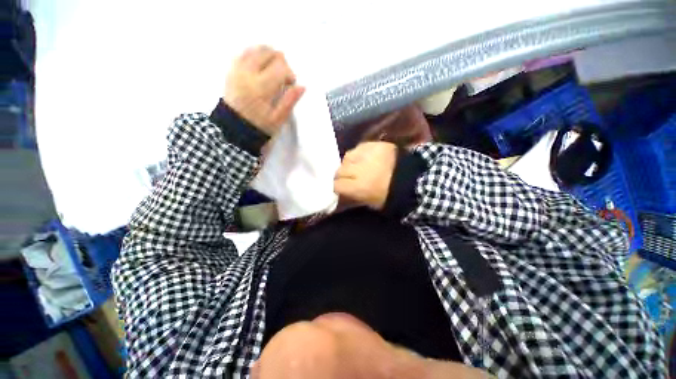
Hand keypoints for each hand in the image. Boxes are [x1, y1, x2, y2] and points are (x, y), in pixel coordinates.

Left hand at [223, 46, 304, 135]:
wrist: (233, 128)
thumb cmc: (259, 126)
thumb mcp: (278, 119)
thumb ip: (289, 101)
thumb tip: (302, 87)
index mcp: (260, 87)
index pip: (280, 67)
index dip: (290, 75)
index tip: (290, 85)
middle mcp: (247, 73)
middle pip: (269, 53)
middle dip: (280, 62)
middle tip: (282, 77)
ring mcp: (237, 69)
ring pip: (256, 49)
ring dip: (269, 56)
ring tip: (272, 71)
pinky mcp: (231, 69)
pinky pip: (245, 52)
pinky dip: (256, 55)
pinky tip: (261, 67)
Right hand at [334, 142, 397, 209]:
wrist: (413, 180)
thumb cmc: (390, 196)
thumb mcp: (369, 202)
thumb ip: (352, 195)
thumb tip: (340, 190)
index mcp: (360, 187)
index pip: (337, 184)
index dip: (337, 186)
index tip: (340, 187)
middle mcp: (361, 169)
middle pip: (340, 170)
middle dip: (341, 175)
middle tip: (347, 177)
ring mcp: (369, 154)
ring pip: (347, 156)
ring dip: (349, 163)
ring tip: (355, 166)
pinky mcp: (376, 144)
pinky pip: (359, 148)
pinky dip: (359, 153)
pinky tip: (365, 158)